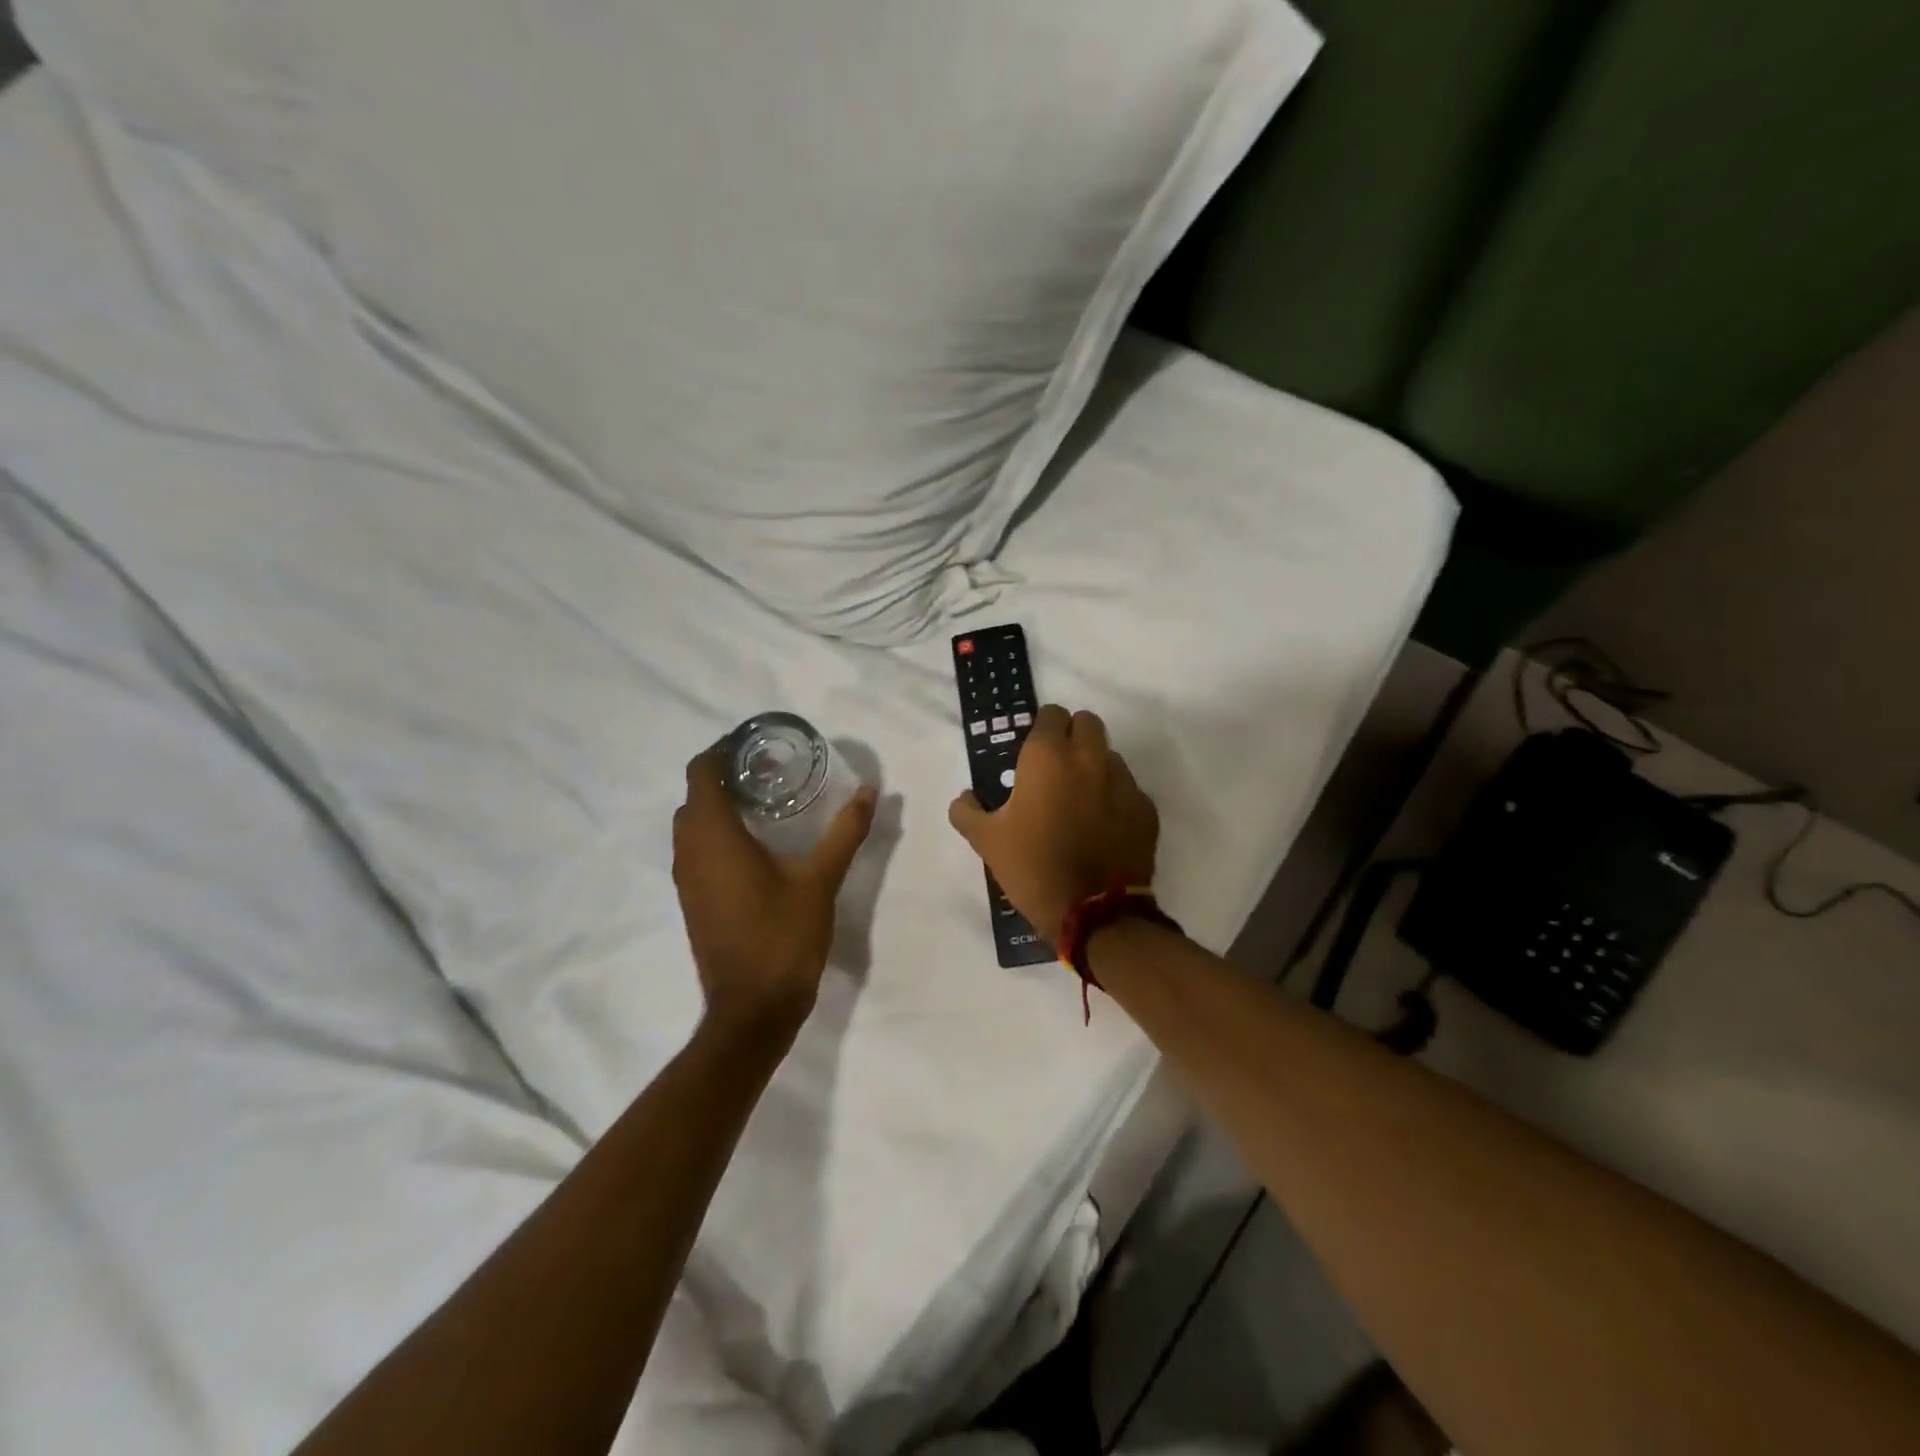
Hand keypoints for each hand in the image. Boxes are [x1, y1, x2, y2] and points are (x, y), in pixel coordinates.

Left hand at [673, 751, 877, 1036]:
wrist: (752, 1008)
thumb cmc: (783, 936)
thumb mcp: (821, 879)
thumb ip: (845, 831)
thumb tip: (869, 791)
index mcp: (715, 836)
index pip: (701, 771)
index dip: (723, 749)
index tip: (758, 744)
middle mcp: (690, 851)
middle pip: (696, 794)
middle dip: (726, 775)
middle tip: (771, 771)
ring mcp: (686, 878)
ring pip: (692, 824)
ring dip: (719, 805)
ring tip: (766, 801)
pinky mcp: (692, 900)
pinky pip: (696, 849)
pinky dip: (717, 833)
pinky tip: (756, 844)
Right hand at [948, 706, 1159, 943]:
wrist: (1093, 912)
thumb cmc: (1033, 867)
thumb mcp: (986, 841)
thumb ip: (967, 811)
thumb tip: (964, 798)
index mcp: (1048, 756)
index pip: (1051, 714)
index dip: (1042, 729)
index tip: (1033, 752)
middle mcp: (1089, 758)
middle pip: (1087, 722)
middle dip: (1073, 735)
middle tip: (1057, 767)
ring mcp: (1123, 782)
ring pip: (1109, 755)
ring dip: (1095, 766)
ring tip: (1080, 801)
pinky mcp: (1145, 808)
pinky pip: (1128, 790)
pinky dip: (1115, 799)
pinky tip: (1103, 827)